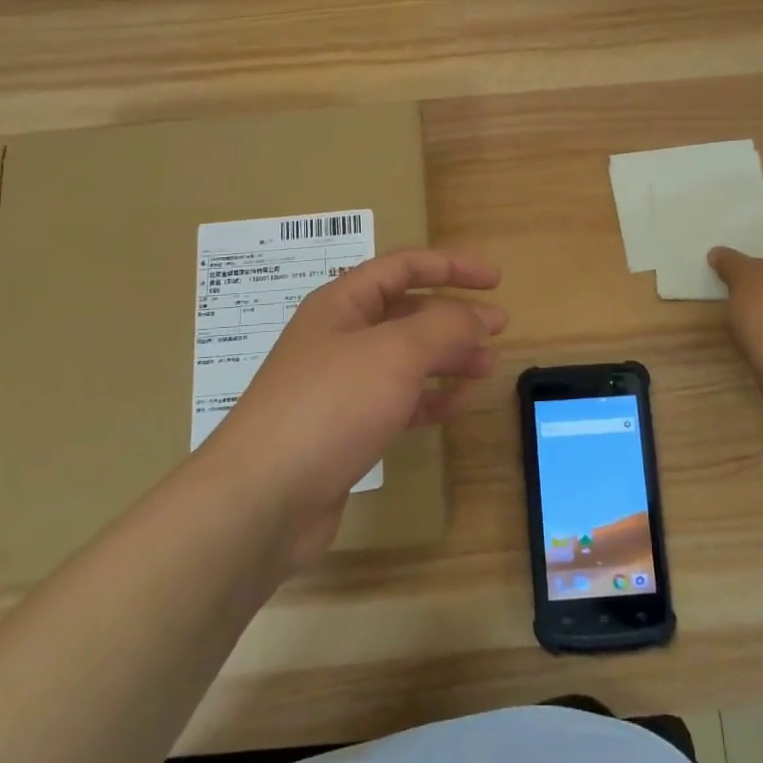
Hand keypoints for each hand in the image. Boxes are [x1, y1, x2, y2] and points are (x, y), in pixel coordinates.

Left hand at [205, 248, 504, 568]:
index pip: (403, 267)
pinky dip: (429, 398)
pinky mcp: (345, 428)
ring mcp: (340, 384)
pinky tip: (457, 406)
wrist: (263, 496)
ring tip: (487, 367)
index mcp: (343, 303)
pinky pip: (397, 401)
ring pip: (405, 358)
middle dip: (454, 316)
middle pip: (407, 312)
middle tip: (499, 327)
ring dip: (447, 357)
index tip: (495, 280)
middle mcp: (340, 336)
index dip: (451, 266)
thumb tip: (476, 317)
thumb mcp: (395, 353)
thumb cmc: (330, 405)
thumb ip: (443, 327)